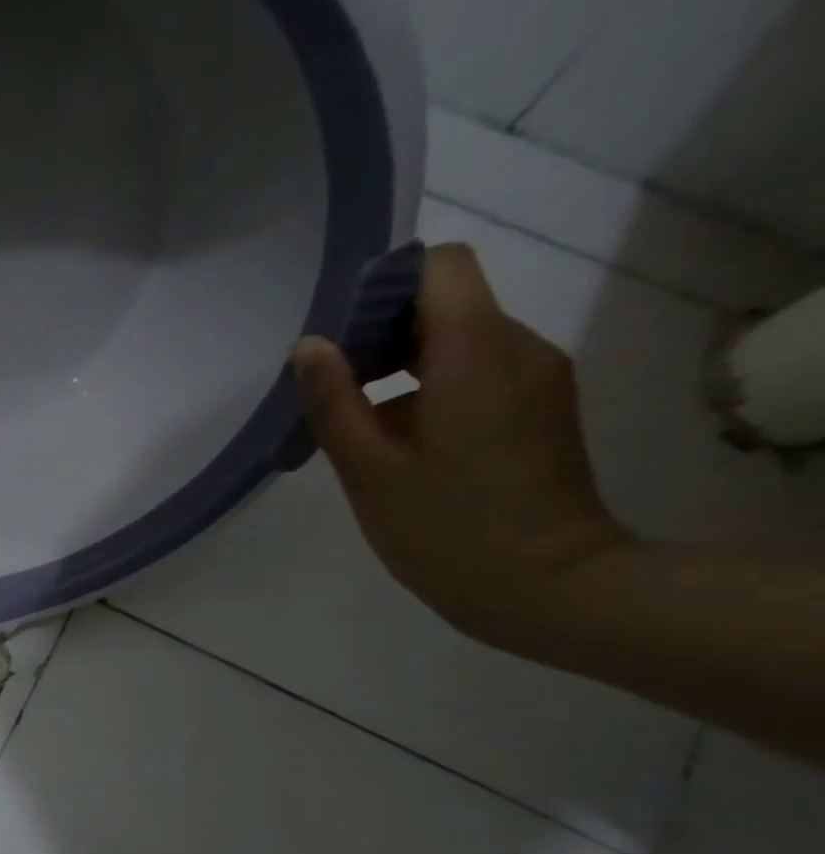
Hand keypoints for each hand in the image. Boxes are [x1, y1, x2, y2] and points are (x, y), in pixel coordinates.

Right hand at [292, 243, 631, 651]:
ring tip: (360, 426)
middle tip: (334, 390)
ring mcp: (537, 377)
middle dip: (383, 333)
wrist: (545, 585)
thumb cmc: (445, 529)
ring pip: (462, 340)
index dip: (384, 288)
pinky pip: (481, 372)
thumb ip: (334, 401)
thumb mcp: (369, 470)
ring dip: (404, 367)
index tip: (340, 338)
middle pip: (447, 302)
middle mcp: (518, 347)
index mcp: (475, 352)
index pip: (438, 267)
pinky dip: (433, 389)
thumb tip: (309, 346)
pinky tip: (402, 445)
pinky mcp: (540, 408)